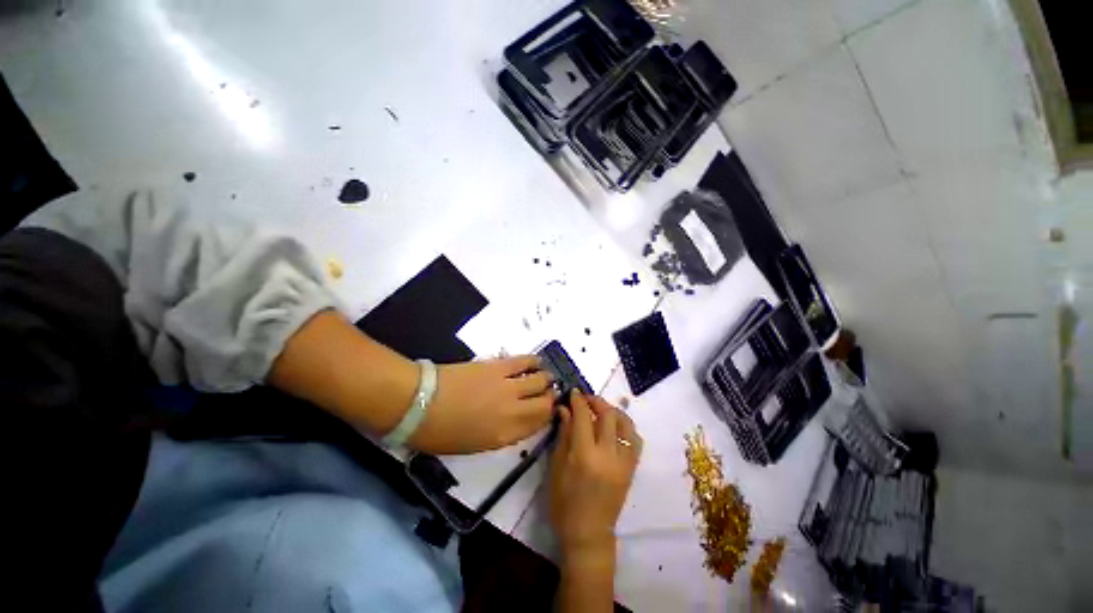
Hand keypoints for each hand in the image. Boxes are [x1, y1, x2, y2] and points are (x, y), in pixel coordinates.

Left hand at [408, 355, 556, 453]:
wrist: (419, 403)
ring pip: (539, 381)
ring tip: (546, 378)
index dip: (549, 417)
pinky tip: (538, 362)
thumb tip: (517, 421)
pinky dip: (534, 362)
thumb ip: (501, 434)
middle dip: (551, 399)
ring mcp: (507, 386)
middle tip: (551, 394)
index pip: (539, 425)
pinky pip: (524, 362)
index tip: (551, 412)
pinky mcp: (499, 366)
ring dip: (546, 380)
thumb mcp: (473, 445)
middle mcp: (513, 411)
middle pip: (544, 403)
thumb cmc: (439, 432)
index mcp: (505, 435)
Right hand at [549, 391, 641, 560]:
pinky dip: (626, 427)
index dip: (578, 400)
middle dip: (596, 400)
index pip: (584, 416)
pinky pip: (635, 439)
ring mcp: (624, 461)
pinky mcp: (632, 469)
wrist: (588, 533)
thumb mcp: (556, 467)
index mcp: (584, 455)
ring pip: (626, 424)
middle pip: (608, 414)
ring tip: (602, 410)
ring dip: (613, 410)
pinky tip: (615, 427)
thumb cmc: (564, 502)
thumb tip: (564, 409)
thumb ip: (563, 434)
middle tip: (586, 398)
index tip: (573, 392)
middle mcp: (608, 454)